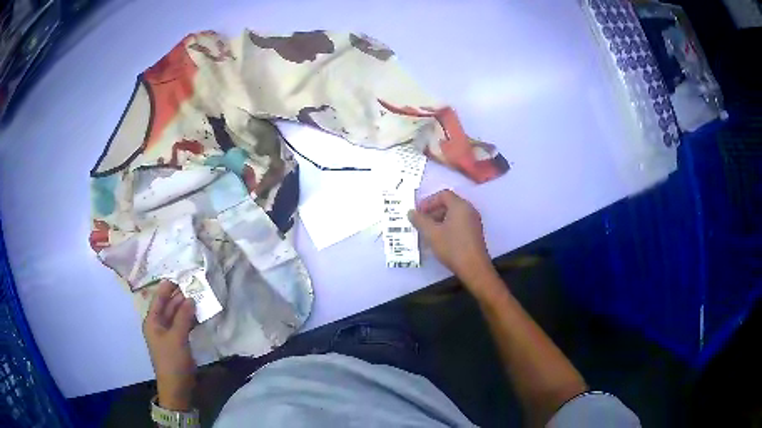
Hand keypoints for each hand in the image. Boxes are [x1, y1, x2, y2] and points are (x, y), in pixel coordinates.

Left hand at [143, 280, 196, 410]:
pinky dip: (190, 319)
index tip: (181, 275)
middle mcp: (159, 325)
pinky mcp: (178, 342)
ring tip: (200, 296)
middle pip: (168, 306)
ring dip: (187, 308)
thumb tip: (190, 298)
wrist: (177, 387)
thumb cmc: (172, 360)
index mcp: (152, 321)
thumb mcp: (177, 337)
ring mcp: (168, 334)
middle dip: (180, 296)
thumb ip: (183, 317)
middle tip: (195, 285)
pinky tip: (199, 314)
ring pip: (177, 315)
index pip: (159, 299)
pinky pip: (183, 325)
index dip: (168, 287)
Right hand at [409, 190, 497, 289]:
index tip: (418, 212)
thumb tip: (411, 212)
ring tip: (428, 232)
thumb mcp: (432, 234)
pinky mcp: (474, 233)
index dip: (428, 201)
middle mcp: (469, 210)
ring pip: (454, 214)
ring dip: (439, 220)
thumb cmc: (452, 247)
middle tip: (421, 222)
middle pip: (449, 203)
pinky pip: (459, 223)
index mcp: (460, 206)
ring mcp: (473, 222)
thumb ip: (420, 221)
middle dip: (433, 211)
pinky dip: (447, 226)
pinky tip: (439, 239)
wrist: (474, 268)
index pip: (443, 195)